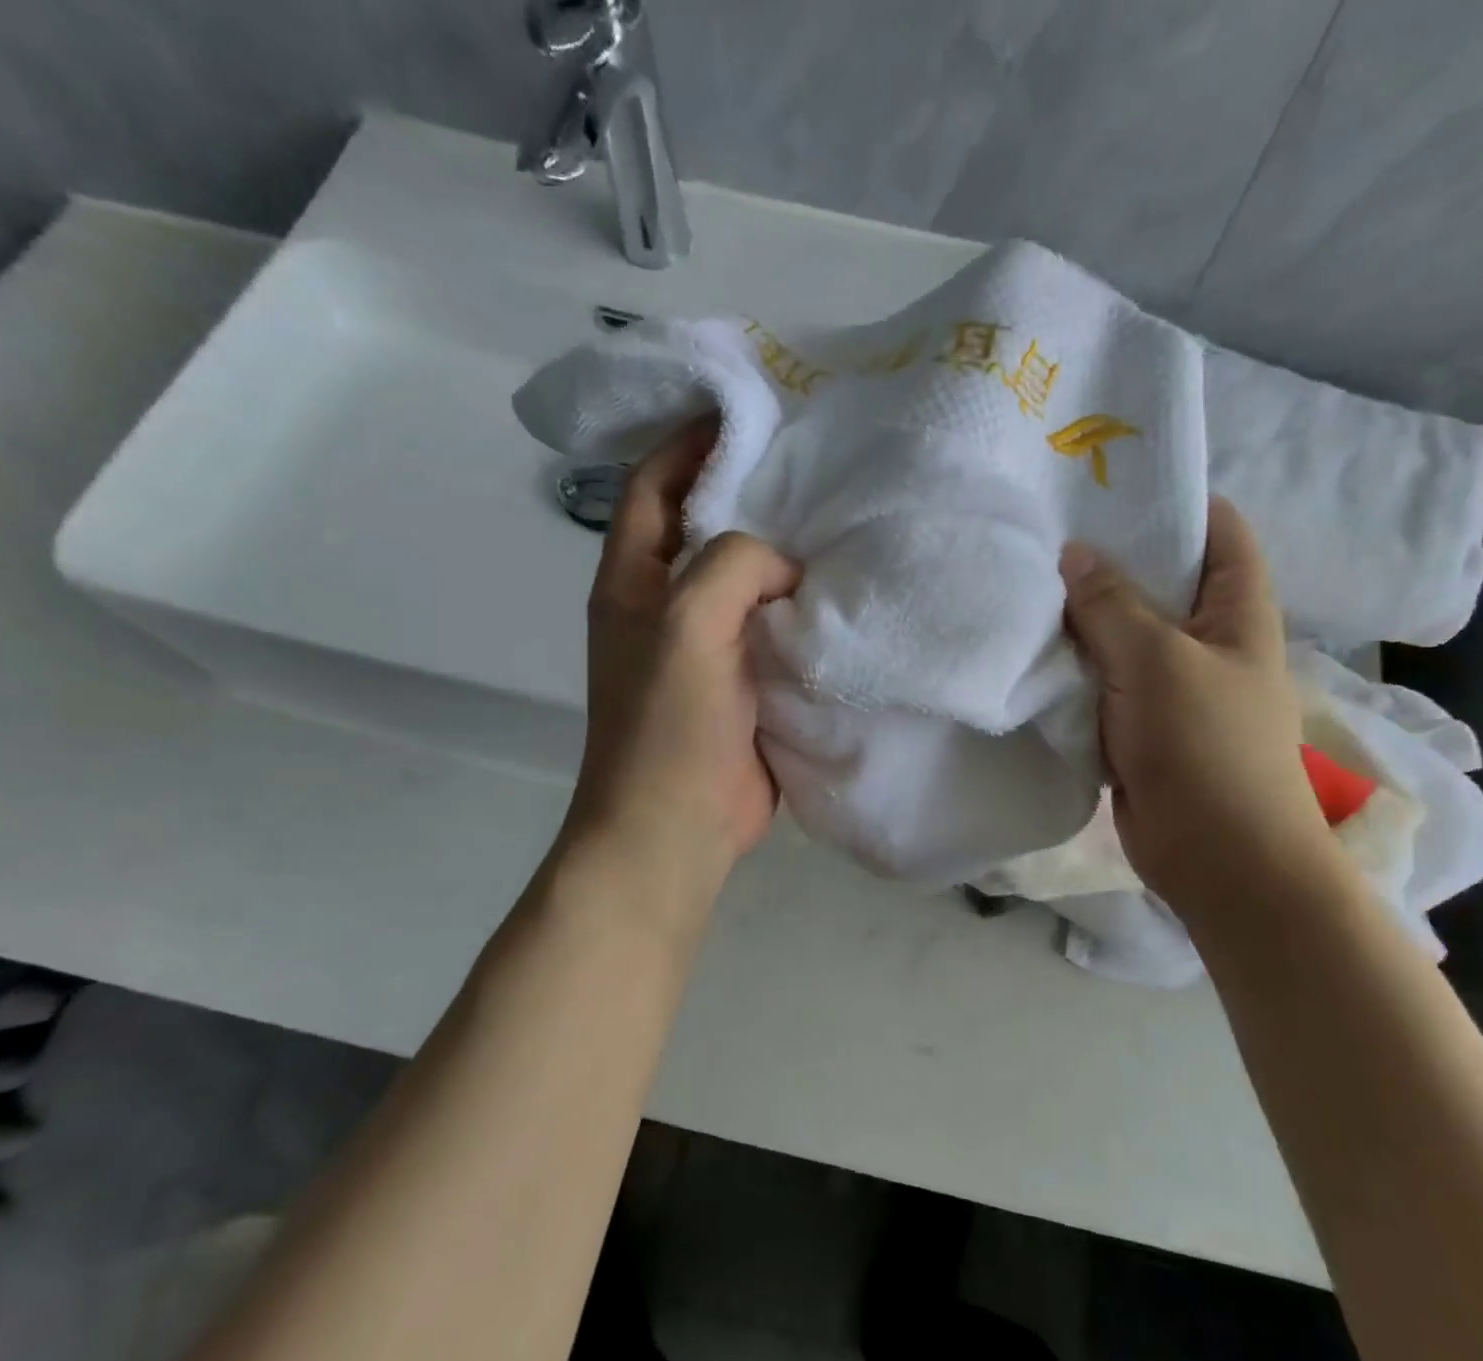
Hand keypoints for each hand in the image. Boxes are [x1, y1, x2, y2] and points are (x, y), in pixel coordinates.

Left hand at [562, 420, 801, 906]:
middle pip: (709, 527)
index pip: (654, 484)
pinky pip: (777, 630)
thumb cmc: (668, 725)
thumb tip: (787, 567)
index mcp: (633, 580)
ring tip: (845, 518)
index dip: (692, 440)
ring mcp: (708, 648)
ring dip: (787, 555)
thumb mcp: (688, 622)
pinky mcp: (746, 684)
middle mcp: (666, 605)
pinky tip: (849, 592)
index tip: (751, 409)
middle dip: (755, 493)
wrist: (676, 828)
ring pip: (749, 581)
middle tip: (820, 462)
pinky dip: (805, 610)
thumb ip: (734, 565)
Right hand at [1061, 498, 1334, 923]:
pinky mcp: (1136, 723)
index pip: (1217, 530)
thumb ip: (1112, 605)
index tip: (1108, 486)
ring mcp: (1169, 685)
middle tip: (1044, 533)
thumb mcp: (1157, 661)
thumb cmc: (1205, 746)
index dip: (1172, 500)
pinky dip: (1072, 666)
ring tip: (1024, 582)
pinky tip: (1028, 646)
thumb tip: (1073, 554)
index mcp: (1237, 611)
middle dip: (1108, 558)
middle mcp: (1206, 640)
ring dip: (1081, 617)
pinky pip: (1101, 680)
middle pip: (1159, 581)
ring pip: (1121, 634)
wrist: (1215, 857)